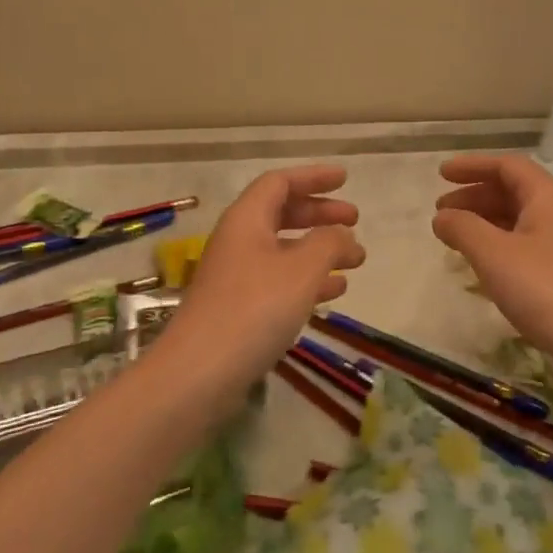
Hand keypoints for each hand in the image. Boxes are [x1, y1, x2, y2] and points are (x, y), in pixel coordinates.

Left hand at [162, 164, 365, 391]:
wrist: (197, 375)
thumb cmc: (253, 309)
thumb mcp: (301, 270)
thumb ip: (328, 243)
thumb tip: (343, 234)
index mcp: (247, 219)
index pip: (280, 182)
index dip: (313, 177)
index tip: (344, 180)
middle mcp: (239, 240)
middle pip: (282, 213)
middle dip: (320, 214)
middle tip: (355, 220)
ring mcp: (237, 276)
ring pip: (284, 249)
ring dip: (320, 249)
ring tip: (356, 260)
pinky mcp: (239, 308)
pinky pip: (280, 280)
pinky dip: (308, 279)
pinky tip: (335, 292)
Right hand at [432, 154, 552, 369]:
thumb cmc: (545, 289)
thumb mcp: (493, 254)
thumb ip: (462, 228)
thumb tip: (441, 217)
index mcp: (548, 196)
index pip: (507, 165)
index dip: (472, 166)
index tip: (441, 174)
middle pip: (512, 190)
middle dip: (474, 196)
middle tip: (441, 211)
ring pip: (519, 219)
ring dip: (485, 221)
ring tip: (455, 237)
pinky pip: (526, 243)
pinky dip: (499, 244)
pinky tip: (483, 264)